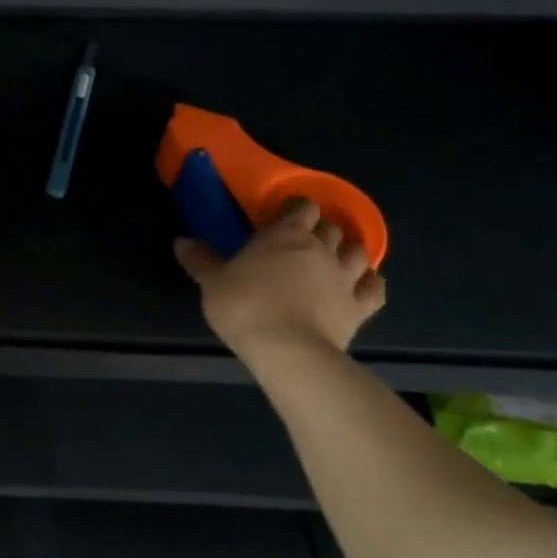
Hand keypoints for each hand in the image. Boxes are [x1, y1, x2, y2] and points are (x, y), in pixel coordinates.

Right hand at [174, 197, 385, 356]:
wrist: (287, 351)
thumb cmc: (244, 307)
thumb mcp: (212, 282)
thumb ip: (200, 260)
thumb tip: (181, 241)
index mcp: (285, 235)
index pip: (302, 206)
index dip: (295, 209)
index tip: (280, 217)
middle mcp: (320, 249)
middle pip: (331, 227)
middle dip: (319, 230)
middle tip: (301, 242)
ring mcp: (345, 277)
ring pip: (358, 252)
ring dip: (347, 252)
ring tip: (333, 260)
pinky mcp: (361, 307)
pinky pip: (375, 288)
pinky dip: (369, 283)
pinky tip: (360, 285)